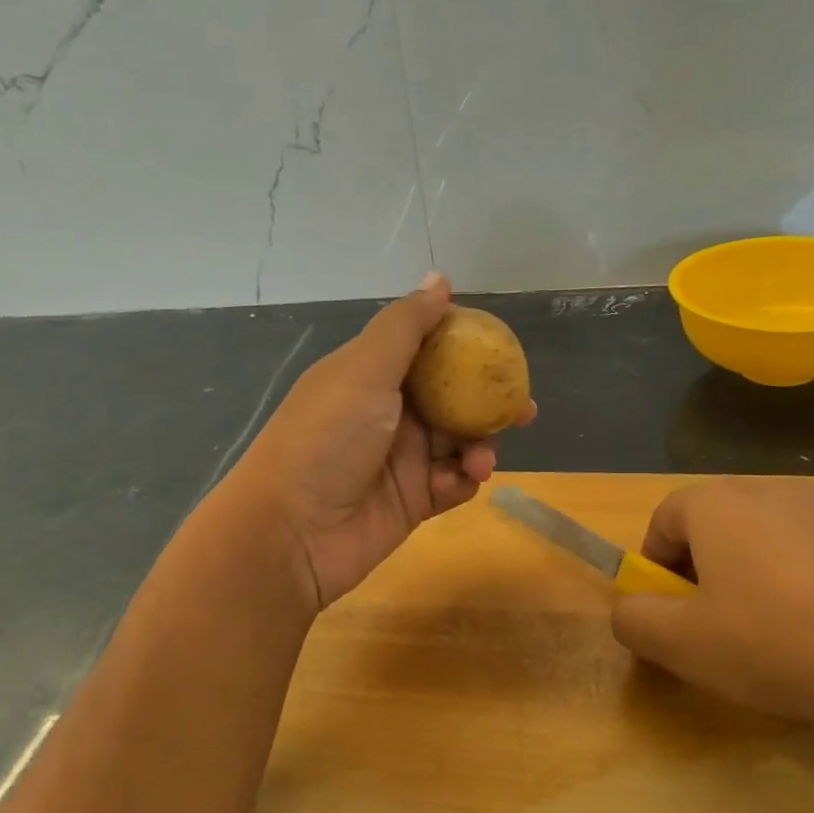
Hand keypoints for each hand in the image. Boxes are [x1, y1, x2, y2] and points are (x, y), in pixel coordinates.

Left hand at [227, 274, 536, 610]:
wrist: (291, 533)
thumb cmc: (326, 439)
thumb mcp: (364, 370)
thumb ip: (406, 326)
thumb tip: (441, 279)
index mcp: (370, 375)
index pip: (426, 350)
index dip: (463, 347)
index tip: (500, 350)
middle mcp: (387, 414)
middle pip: (451, 398)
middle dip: (486, 402)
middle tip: (522, 408)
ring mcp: (400, 460)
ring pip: (458, 442)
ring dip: (478, 445)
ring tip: (481, 459)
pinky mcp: (412, 502)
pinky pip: (452, 483)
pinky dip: (462, 480)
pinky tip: (461, 481)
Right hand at [610, 477, 813, 743]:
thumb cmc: (781, 646)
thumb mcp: (682, 645)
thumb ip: (634, 620)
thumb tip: (630, 610)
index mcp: (718, 503)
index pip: (663, 520)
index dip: (656, 568)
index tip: (671, 614)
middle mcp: (771, 488)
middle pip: (715, 524)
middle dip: (704, 571)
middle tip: (719, 627)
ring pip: (768, 537)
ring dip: (755, 575)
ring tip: (778, 634)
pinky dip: (807, 581)